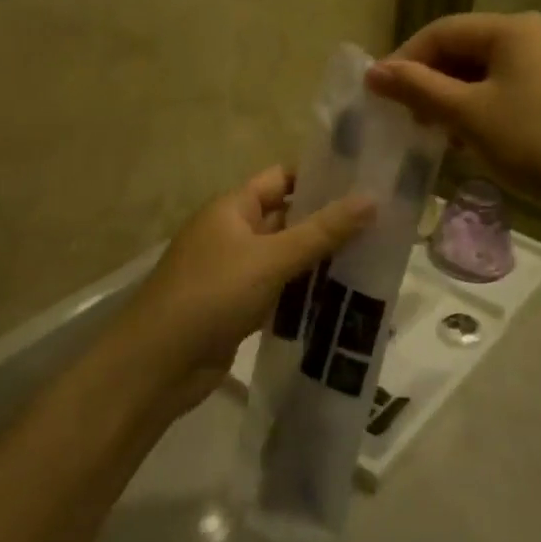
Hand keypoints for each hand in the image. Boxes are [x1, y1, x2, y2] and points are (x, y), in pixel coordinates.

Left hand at [112, 167, 374, 415]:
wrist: (158, 363)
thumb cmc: (213, 294)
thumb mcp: (271, 258)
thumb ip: (323, 231)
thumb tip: (372, 199)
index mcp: (232, 207)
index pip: (282, 178)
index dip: (320, 177)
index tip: (366, 181)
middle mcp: (232, 232)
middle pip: (287, 218)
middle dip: (328, 222)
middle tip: (382, 224)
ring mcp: (234, 271)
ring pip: (285, 257)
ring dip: (320, 260)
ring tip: (374, 258)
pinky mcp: (238, 307)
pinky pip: (279, 289)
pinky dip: (304, 291)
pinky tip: (342, 297)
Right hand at [365, 12, 540, 212]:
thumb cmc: (529, 141)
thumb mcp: (466, 114)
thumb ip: (416, 88)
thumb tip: (372, 72)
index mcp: (512, 28)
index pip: (442, 31)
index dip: (405, 59)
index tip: (379, 92)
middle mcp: (533, 34)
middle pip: (464, 48)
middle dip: (429, 80)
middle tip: (404, 114)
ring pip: (483, 71)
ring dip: (451, 97)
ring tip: (432, 130)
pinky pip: (504, 87)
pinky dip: (478, 106)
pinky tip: (466, 137)